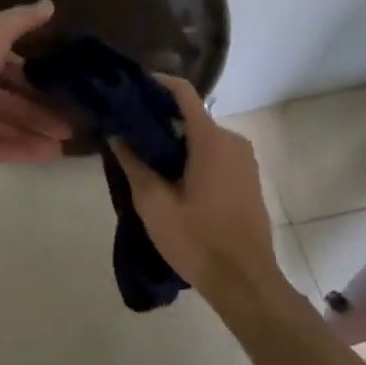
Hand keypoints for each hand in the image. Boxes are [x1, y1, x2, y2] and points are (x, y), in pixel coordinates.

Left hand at [0, 1, 71, 165]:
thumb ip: (18, 22)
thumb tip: (48, 4)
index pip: (1, 58)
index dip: (30, 70)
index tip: (60, 82)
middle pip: (3, 94)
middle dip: (36, 108)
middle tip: (70, 123)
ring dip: (30, 131)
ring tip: (64, 145)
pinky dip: (13, 148)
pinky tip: (42, 156)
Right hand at [111, 76, 278, 292]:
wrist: (244, 281)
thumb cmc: (196, 239)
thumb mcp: (153, 203)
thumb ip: (134, 163)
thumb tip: (118, 135)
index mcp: (211, 140)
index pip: (183, 93)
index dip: (157, 83)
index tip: (131, 87)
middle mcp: (233, 141)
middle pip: (191, 116)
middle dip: (159, 119)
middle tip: (127, 132)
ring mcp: (244, 161)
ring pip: (202, 138)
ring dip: (175, 142)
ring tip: (143, 157)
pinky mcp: (247, 179)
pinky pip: (215, 155)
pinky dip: (192, 156)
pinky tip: (170, 177)